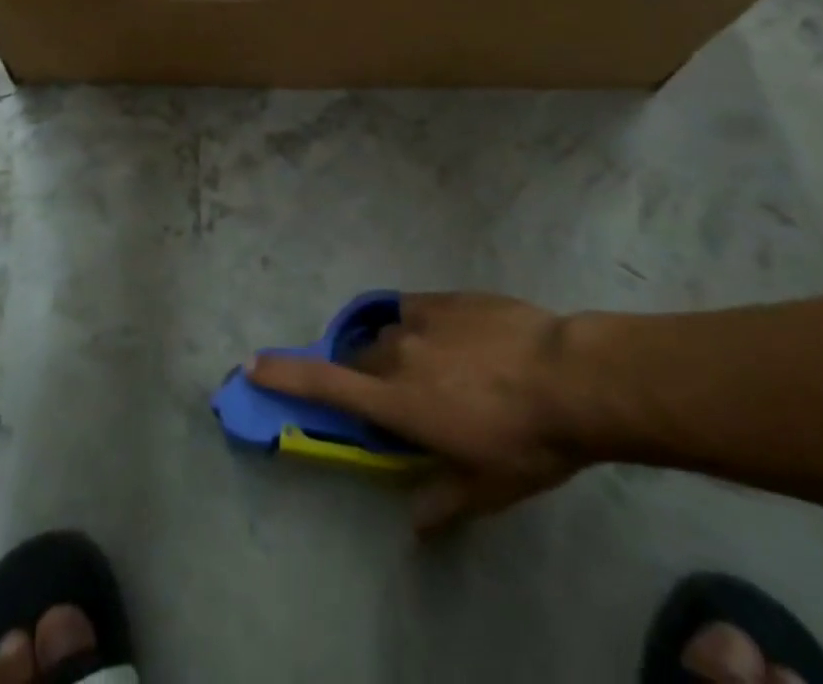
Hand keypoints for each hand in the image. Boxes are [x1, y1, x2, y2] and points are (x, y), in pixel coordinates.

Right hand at [248, 293, 587, 532]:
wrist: (570, 376)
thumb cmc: (526, 441)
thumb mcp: (487, 486)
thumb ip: (443, 500)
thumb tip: (414, 525)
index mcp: (398, 401)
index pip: (326, 385)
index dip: (285, 374)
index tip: (253, 364)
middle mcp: (398, 354)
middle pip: (359, 357)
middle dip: (364, 375)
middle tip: (394, 395)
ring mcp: (421, 319)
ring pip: (388, 333)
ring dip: (396, 351)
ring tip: (435, 367)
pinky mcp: (445, 298)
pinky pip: (415, 309)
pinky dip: (420, 325)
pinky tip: (450, 336)